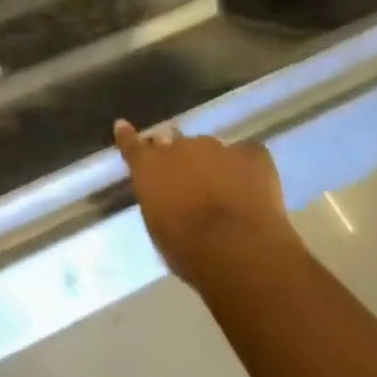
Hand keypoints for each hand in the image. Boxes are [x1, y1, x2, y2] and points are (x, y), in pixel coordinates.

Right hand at [113, 119, 305, 284]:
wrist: (238, 250)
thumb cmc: (188, 250)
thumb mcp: (158, 226)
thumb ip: (157, 198)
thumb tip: (164, 192)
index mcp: (150, 167)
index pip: (133, 145)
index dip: (129, 137)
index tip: (123, 127)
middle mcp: (179, 147)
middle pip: (175, 144)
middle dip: (178, 157)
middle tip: (187, 180)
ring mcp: (217, 147)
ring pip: (210, 149)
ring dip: (211, 163)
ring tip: (224, 189)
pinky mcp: (252, 154)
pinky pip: (246, 153)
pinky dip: (246, 165)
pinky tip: (252, 184)